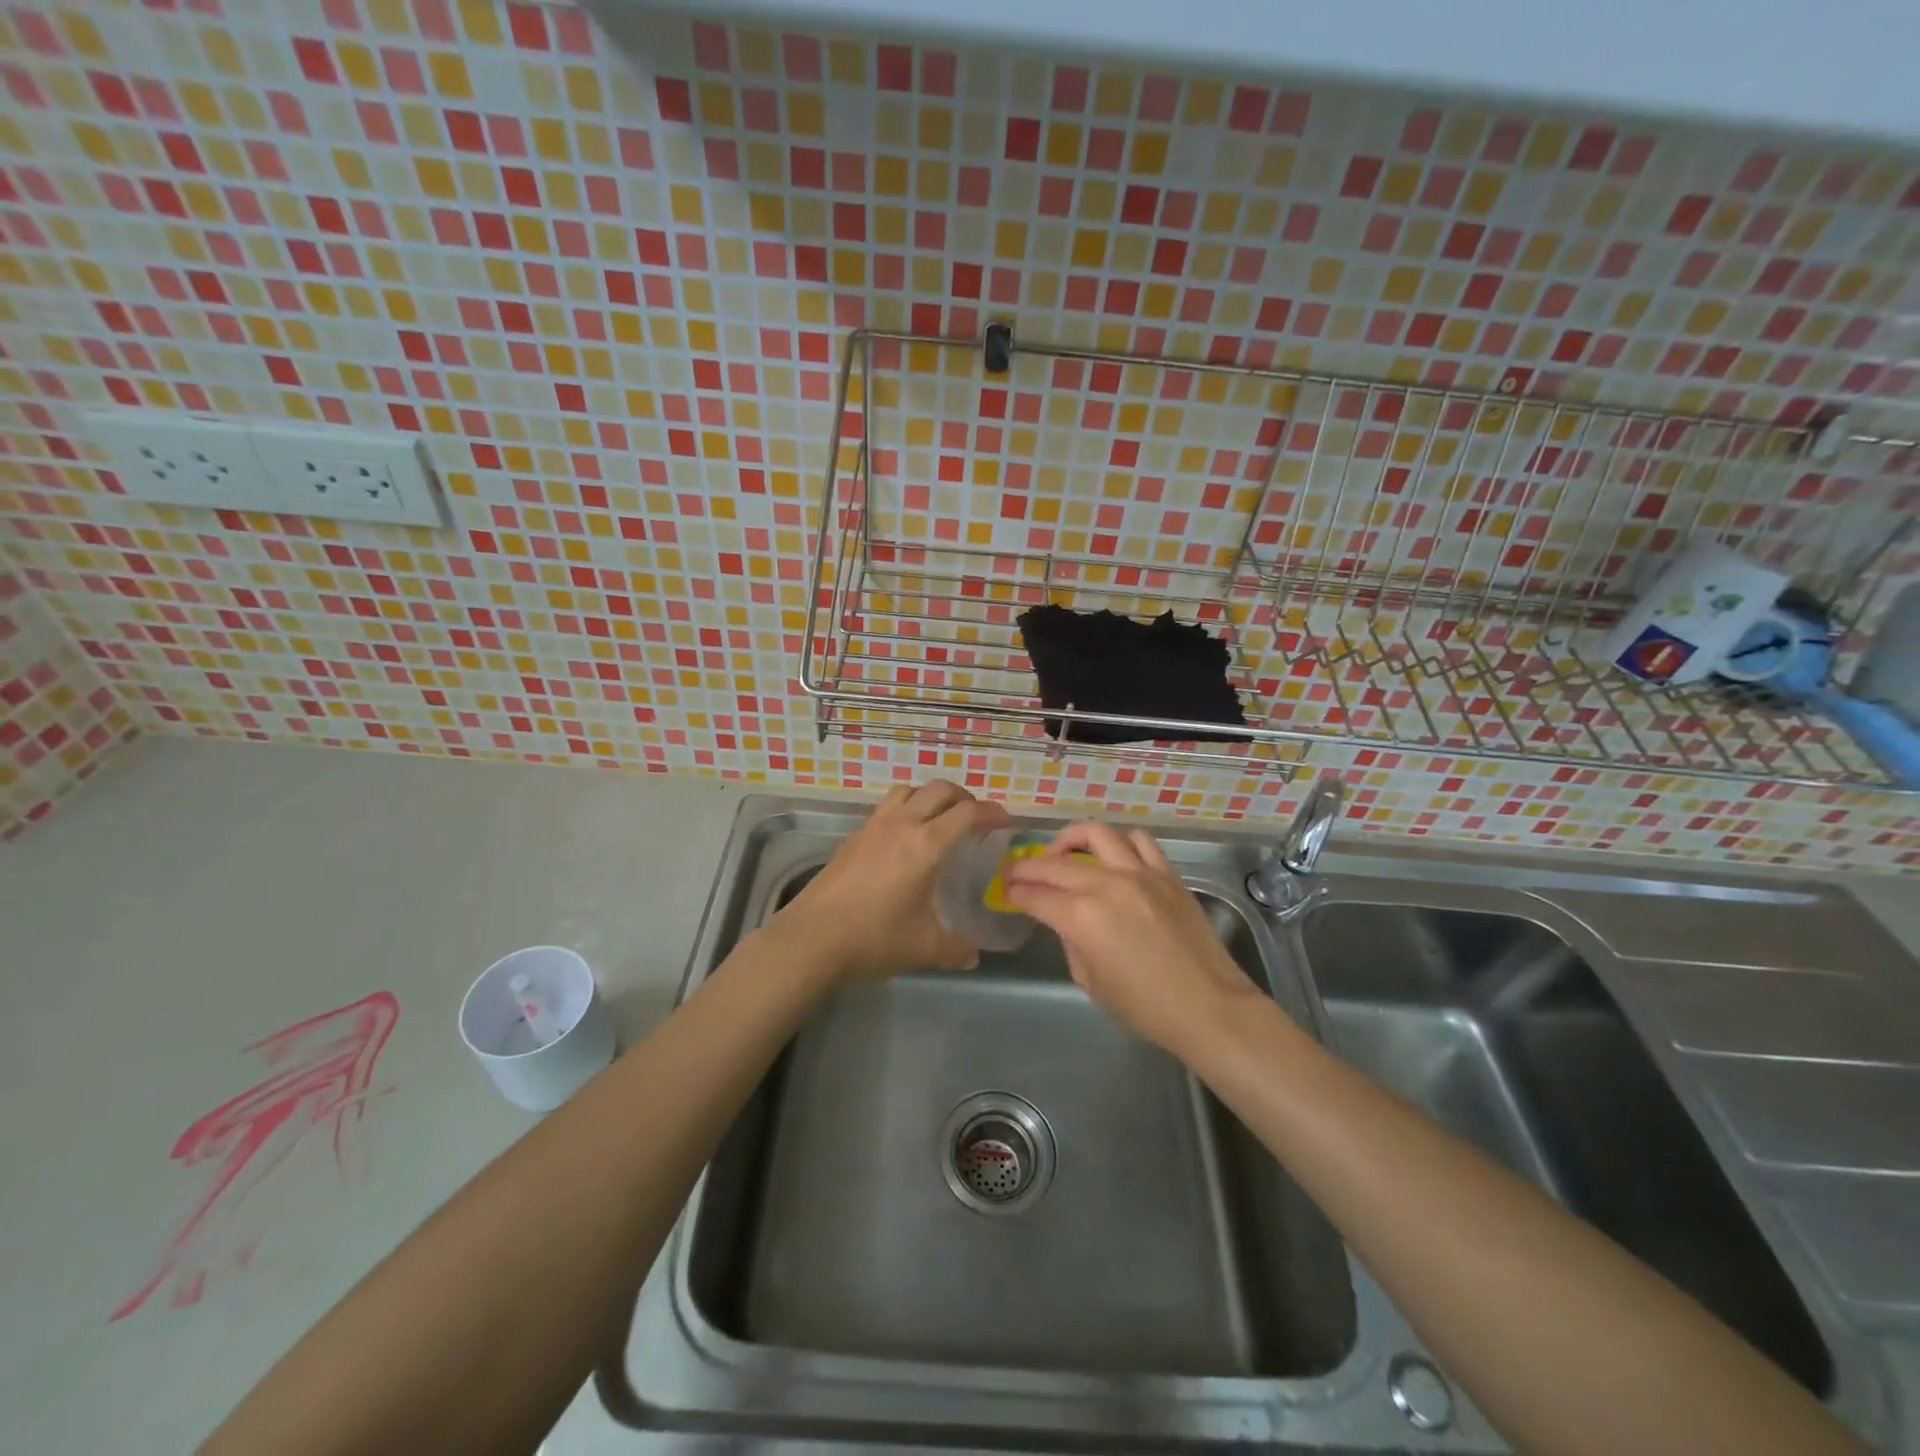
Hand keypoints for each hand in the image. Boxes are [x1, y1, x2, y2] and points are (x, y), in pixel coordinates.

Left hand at [773, 780, 1009, 981]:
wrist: (813, 938)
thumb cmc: (875, 938)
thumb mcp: (924, 948)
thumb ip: (956, 949)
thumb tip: (973, 955)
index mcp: (927, 844)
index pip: (968, 812)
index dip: (991, 812)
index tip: (1004, 821)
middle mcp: (902, 824)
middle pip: (939, 789)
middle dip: (963, 797)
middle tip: (974, 818)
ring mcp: (874, 826)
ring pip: (909, 790)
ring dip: (930, 796)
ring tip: (939, 820)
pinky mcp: (854, 836)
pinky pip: (887, 807)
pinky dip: (905, 809)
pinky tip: (904, 840)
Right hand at [1002, 822, 1260, 1052]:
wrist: (1208, 1006)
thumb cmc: (1145, 1007)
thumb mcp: (1090, 982)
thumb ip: (1072, 942)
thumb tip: (1067, 921)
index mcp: (1081, 917)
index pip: (1035, 895)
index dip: (1015, 892)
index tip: (1006, 892)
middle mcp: (1106, 884)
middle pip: (1054, 863)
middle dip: (1028, 867)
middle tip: (1017, 873)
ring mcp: (1139, 873)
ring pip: (1096, 834)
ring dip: (1071, 839)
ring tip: (1063, 852)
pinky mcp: (1166, 874)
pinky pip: (1140, 841)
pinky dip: (1119, 842)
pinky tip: (1112, 855)